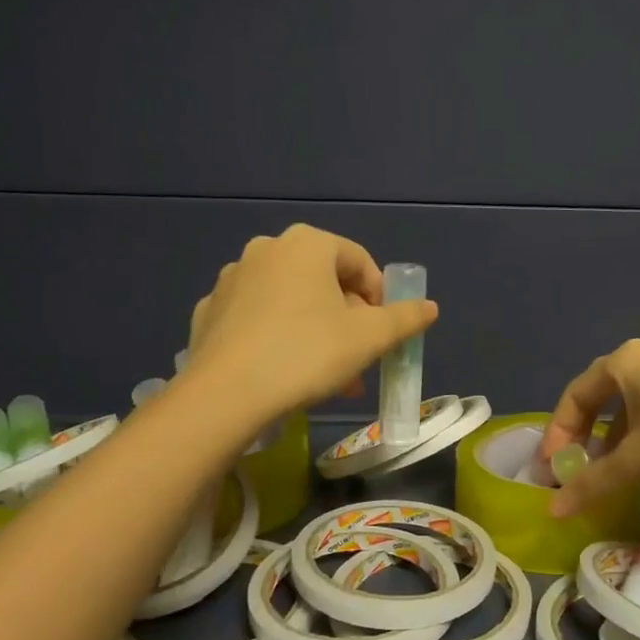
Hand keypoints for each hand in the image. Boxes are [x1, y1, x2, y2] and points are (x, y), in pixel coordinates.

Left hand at [185, 224, 437, 420]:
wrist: (225, 395)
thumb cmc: (307, 354)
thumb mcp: (369, 338)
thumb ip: (405, 318)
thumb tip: (429, 307)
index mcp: (306, 244)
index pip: (359, 261)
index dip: (381, 297)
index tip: (386, 332)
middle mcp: (266, 250)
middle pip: (325, 282)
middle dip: (349, 321)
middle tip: (361, 359)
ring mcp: (232, 280)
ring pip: (291, 302)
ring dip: (318, 332)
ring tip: (330, 377)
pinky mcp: (209, 312)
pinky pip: (257, 319)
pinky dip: (278, 337)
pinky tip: (284, 373)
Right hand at [541, 336, 639, 516]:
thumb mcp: (637, 461)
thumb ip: (592, 482)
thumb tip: (554, 511)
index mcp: (625, 359)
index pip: (576, 395)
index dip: (559, 433)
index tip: (554, 467)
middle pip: (602, 392)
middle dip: (585, 432)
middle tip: (578, 464)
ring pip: (632, 397)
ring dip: (614, 431)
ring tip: (611, 465)